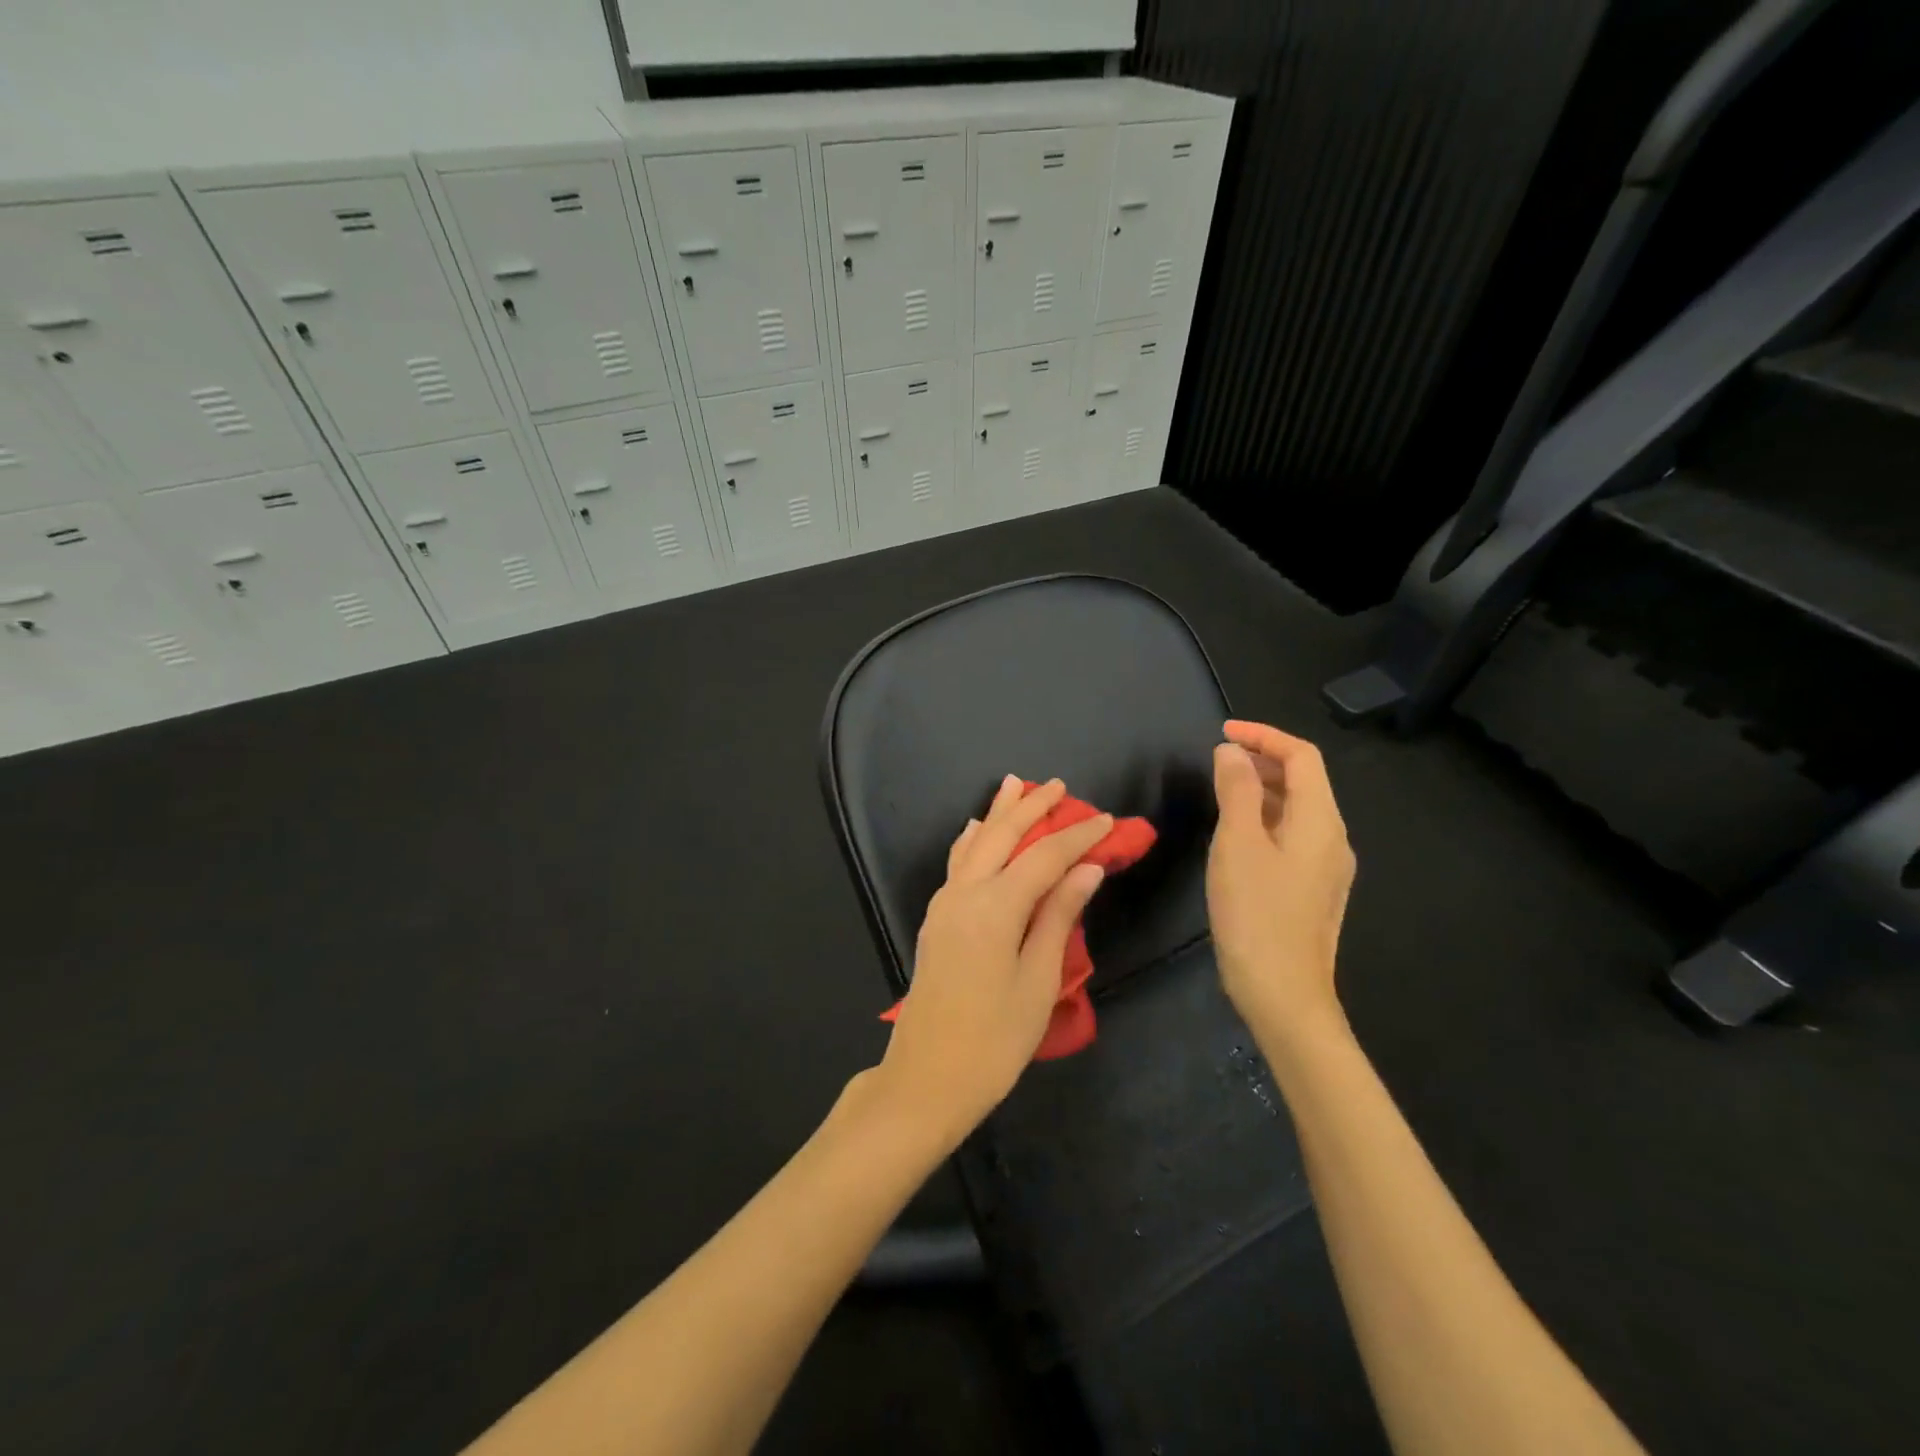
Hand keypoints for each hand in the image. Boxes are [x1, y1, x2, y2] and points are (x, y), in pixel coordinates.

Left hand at [878, 775, 1111, 1142]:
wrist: (926, 1077)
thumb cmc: (994, 1040)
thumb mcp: (1038, 980)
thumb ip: (1058, 916)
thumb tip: (1087, 868)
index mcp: (995, 907)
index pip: (1045, 857)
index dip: (1077, 836)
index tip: (1106, 819)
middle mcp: (965, 893)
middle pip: (1002, 836)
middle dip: (1031, 807)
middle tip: (1058, 785)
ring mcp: (944, 904)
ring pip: (974, 843)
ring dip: (998, 814)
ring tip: (1014, 785)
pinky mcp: (935, 919)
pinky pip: (957, 863)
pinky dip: (972, 840)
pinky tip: (976, 829)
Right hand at [1206, 720, 1355, 1042]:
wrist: (1283, 995)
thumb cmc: (1256, 914)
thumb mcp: (1237, 844)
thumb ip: (1235, 791)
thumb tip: (1232, 752)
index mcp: (1321, 821)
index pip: (1302, 757)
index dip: (1264, 736)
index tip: (1223, 732)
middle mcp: (1332, 838)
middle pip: (1304, 781)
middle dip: (1263, 760)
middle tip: (1217, 759)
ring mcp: (1325, 867)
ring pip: (1297, 809)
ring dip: (1261, 790)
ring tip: (1220, 789)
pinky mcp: (1312, 889)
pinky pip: (1292, 836)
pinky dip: (1264, 818)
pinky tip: (1235, 834)